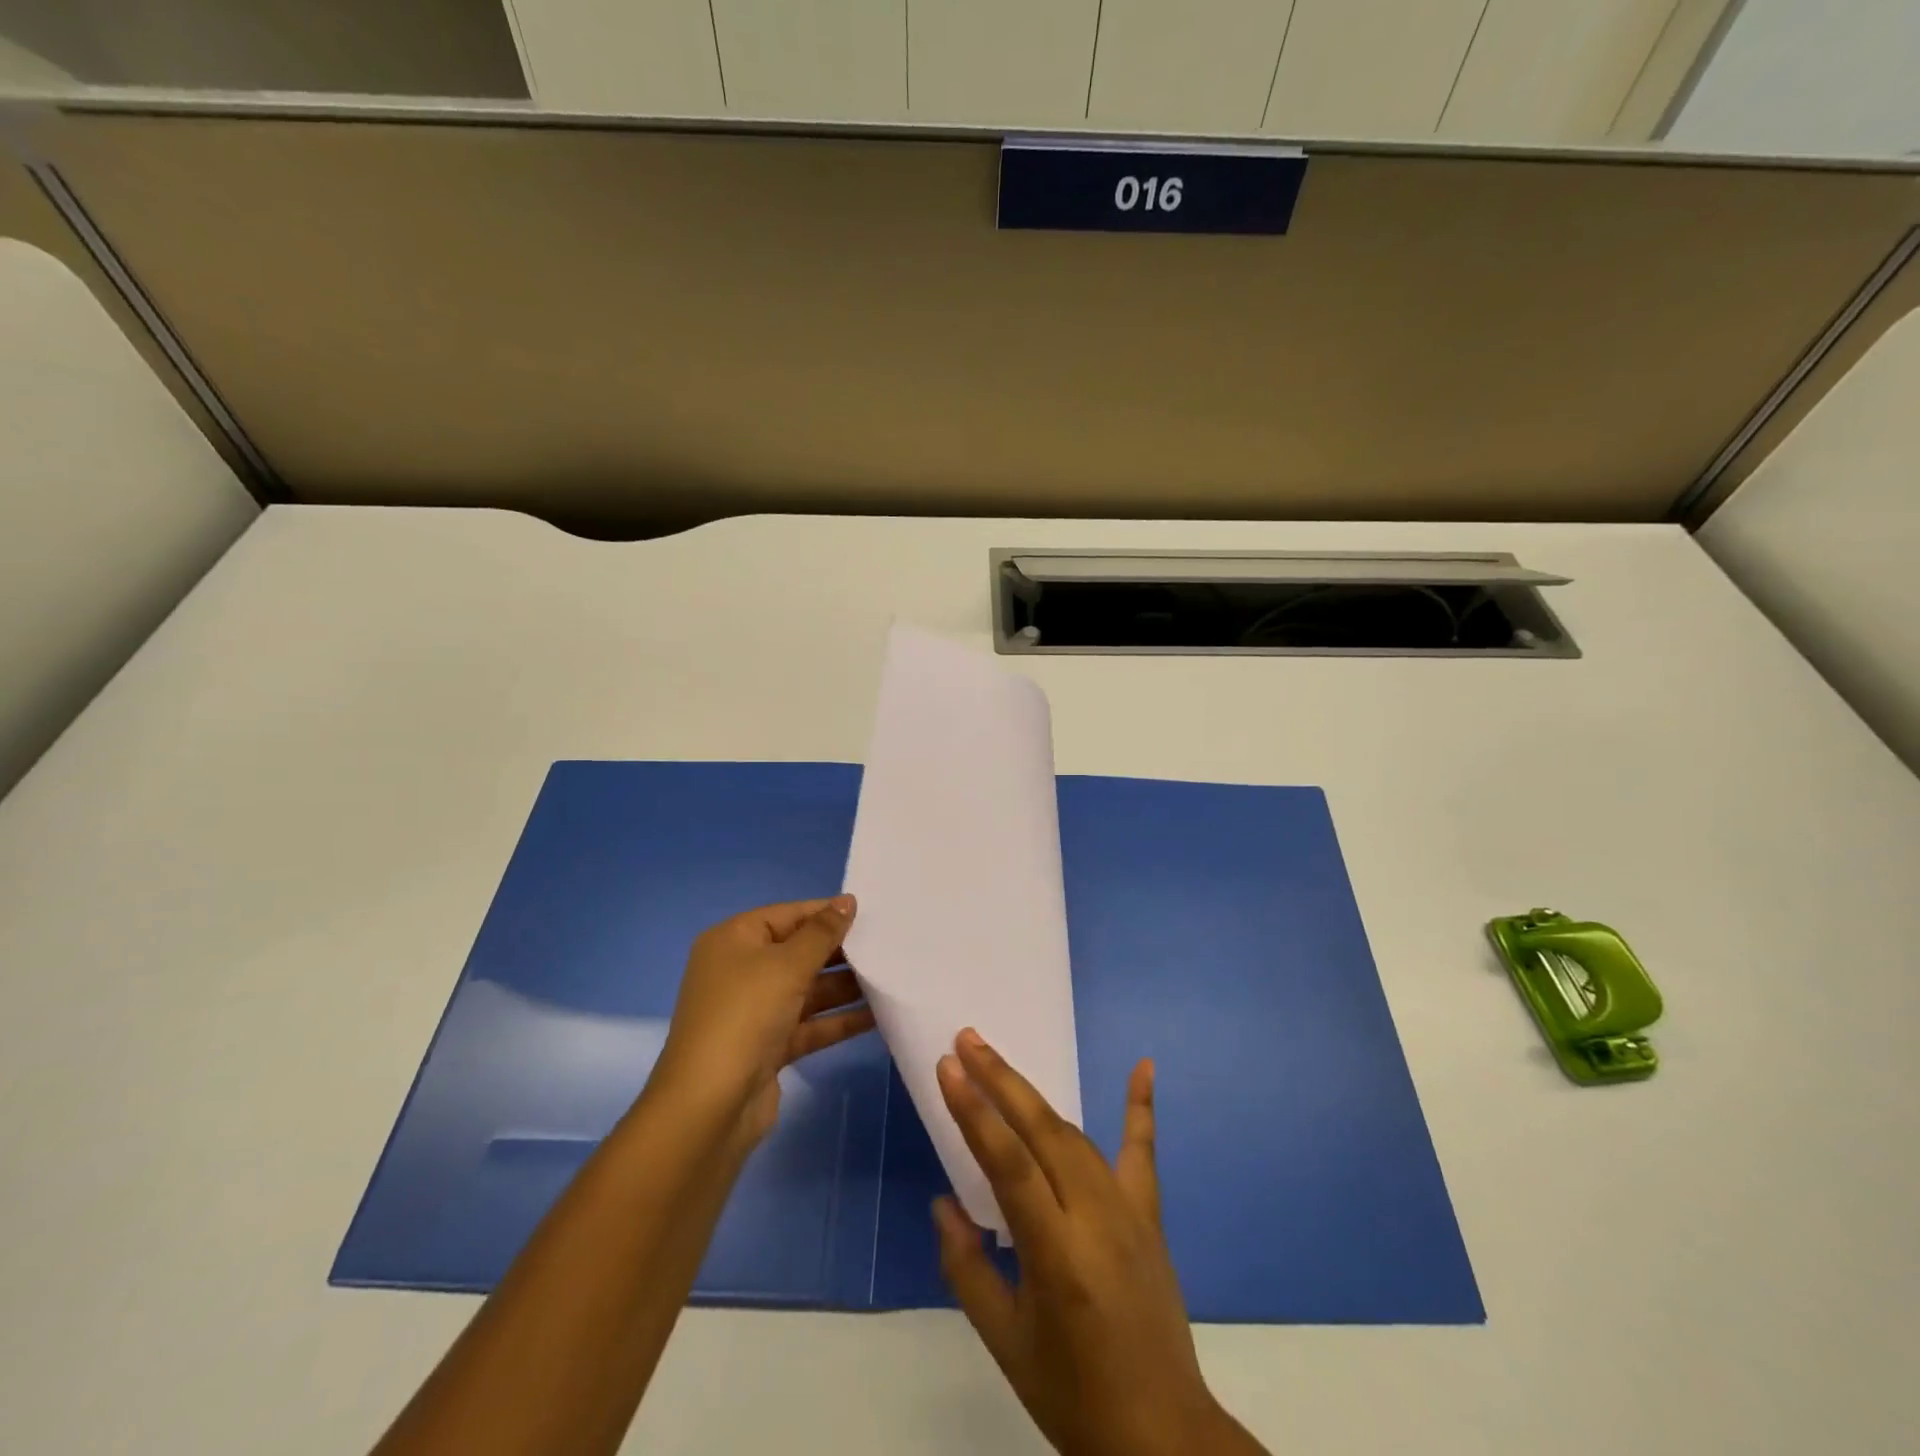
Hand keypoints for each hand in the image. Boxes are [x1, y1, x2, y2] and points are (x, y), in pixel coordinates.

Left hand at [652, 896, 873, 1145]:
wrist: (709, 1107)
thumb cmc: (745, 1015)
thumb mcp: (787, 964)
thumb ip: (822, 933)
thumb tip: (847, 901)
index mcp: (733, 941)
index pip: (786, 915)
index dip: (825, 912)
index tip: (869, 913)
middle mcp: (740, 971)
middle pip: (797, 952)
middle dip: (839, 951)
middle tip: (886, 946)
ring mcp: (753, 1011)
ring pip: (807, 989)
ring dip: (844, 986)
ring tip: (890, 977)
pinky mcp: (768, 1046)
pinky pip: (809, 1024)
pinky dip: (838, 1020)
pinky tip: (876, 1015)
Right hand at [934, 1031, 1264, 1455]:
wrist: (1162, 1434)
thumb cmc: (1072, 1394)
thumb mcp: (1005, 1343)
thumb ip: (967, 1268)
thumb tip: (944, 1202)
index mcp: (1057, 1255)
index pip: (1009, 1164)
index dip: (975, 1112)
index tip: (948, 1067)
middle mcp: (1096, 1218)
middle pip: (1044, 1132)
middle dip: (1001, 1080)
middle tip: (968, 1040)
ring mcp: (1129, 1210)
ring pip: (1075, 1136)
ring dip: (1034, 1096)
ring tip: (998, 1062)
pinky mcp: (1149, 1214)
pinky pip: (1142, 1151)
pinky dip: (1140, 1106)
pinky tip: (1143, 1065)